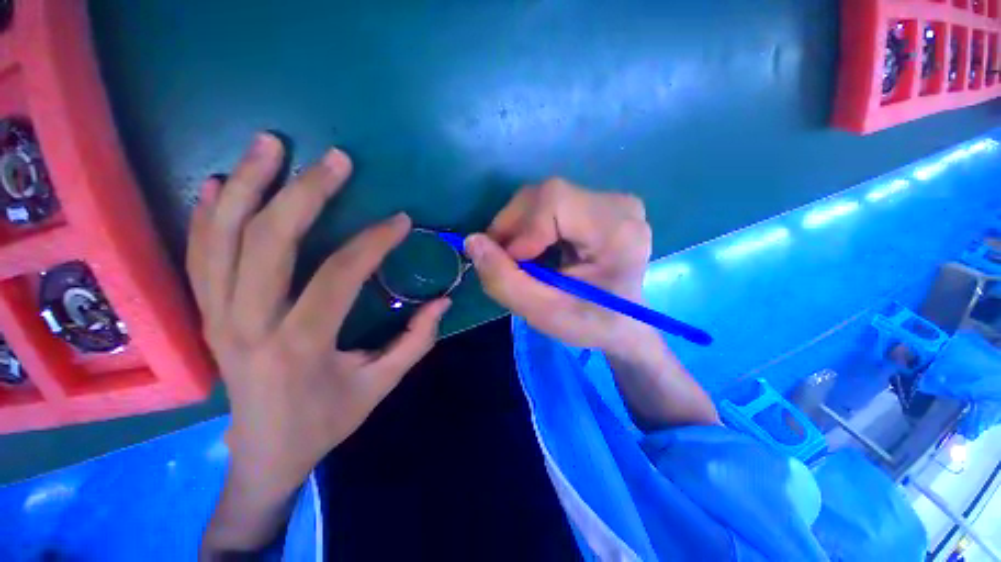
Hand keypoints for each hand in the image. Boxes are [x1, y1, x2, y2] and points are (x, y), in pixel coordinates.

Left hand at [188, 133, 449, 553]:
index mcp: (300, 346)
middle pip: (269, 242)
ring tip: (270, 145)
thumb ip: (416, 341)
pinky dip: (207, 216)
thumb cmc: (325, 422)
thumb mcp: (380, 386)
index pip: (338, 276)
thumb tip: (443, 302)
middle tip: (334, 159)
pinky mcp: (206, 316)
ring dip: (248, 186)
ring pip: (222, 239)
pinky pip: (198, 257)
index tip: (400, 221)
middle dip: (304, 192)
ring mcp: (217, 318)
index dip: (373, 242)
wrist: (263, 456)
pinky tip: (223, 183)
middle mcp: (249, 326)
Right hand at [467, 178, 717, 429]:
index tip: (511, 263)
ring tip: (520, 260)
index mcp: (617, 231)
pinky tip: (535, 250)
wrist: (622, 324)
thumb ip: (504, 280)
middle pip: (547, 194)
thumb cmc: (589, 323)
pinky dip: (532, 226)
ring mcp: (612, 202)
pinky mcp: (600, 205)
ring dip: (520, 227)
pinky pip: (552, 204)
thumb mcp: (543, 312)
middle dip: (514, 227)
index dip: (521, 229)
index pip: (554, 201)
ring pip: (545, 197)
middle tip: (504, 261)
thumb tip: (472, 241)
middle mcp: (619, 206)